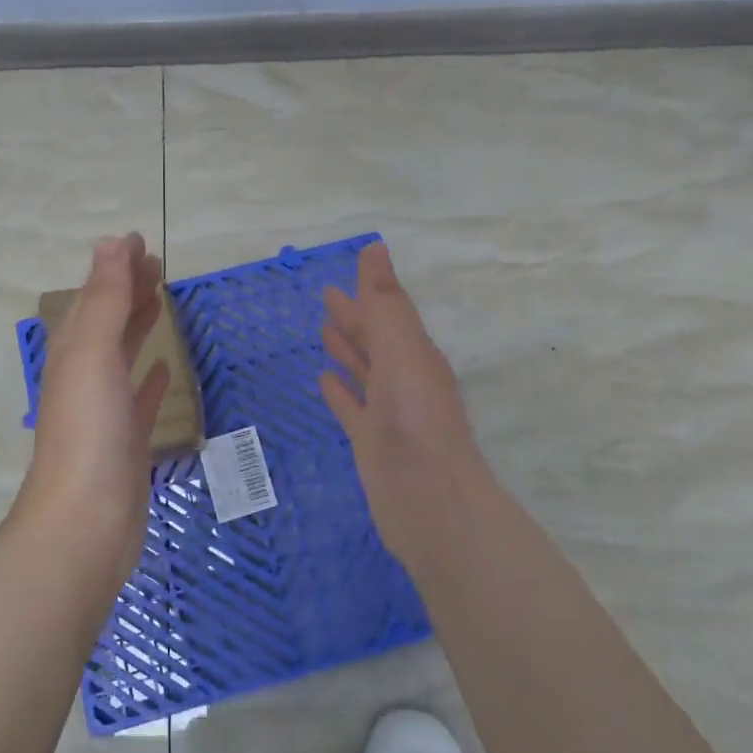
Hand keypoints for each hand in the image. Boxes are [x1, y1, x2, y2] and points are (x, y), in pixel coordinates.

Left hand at [17, 234, 171, 577]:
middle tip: (157, 264)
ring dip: (136, 325)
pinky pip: (139, 398)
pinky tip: (163, 368)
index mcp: (74, 353)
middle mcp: (85, 376)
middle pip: (106, 321)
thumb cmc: (89, 432)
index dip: (114, 268)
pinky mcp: (126, 441)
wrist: (86, 522)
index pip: (93, 297)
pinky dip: (150, 377)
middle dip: (127, 290)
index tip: (139, 242)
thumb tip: (109, 242)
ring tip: (159, 301)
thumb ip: (105, 300)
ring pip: (121, 355)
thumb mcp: (94, 356)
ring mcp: (105, 411)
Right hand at [319, 241, 494, 567]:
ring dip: (348, 349)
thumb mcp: (402, 352)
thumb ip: (385, 304)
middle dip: (354, 317)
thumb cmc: (416, 421)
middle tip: (326, 295)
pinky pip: (351, 407)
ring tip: (324, 330)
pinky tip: (323, 381)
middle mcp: (404, 380)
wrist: (429, 503)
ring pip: (365, 371)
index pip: (389, 313)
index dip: (370, 290)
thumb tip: (376, 248)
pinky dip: (339, 391)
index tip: (350, 267)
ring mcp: (388, 413)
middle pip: (376, 340)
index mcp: (415, 355)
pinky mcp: (371, 442)